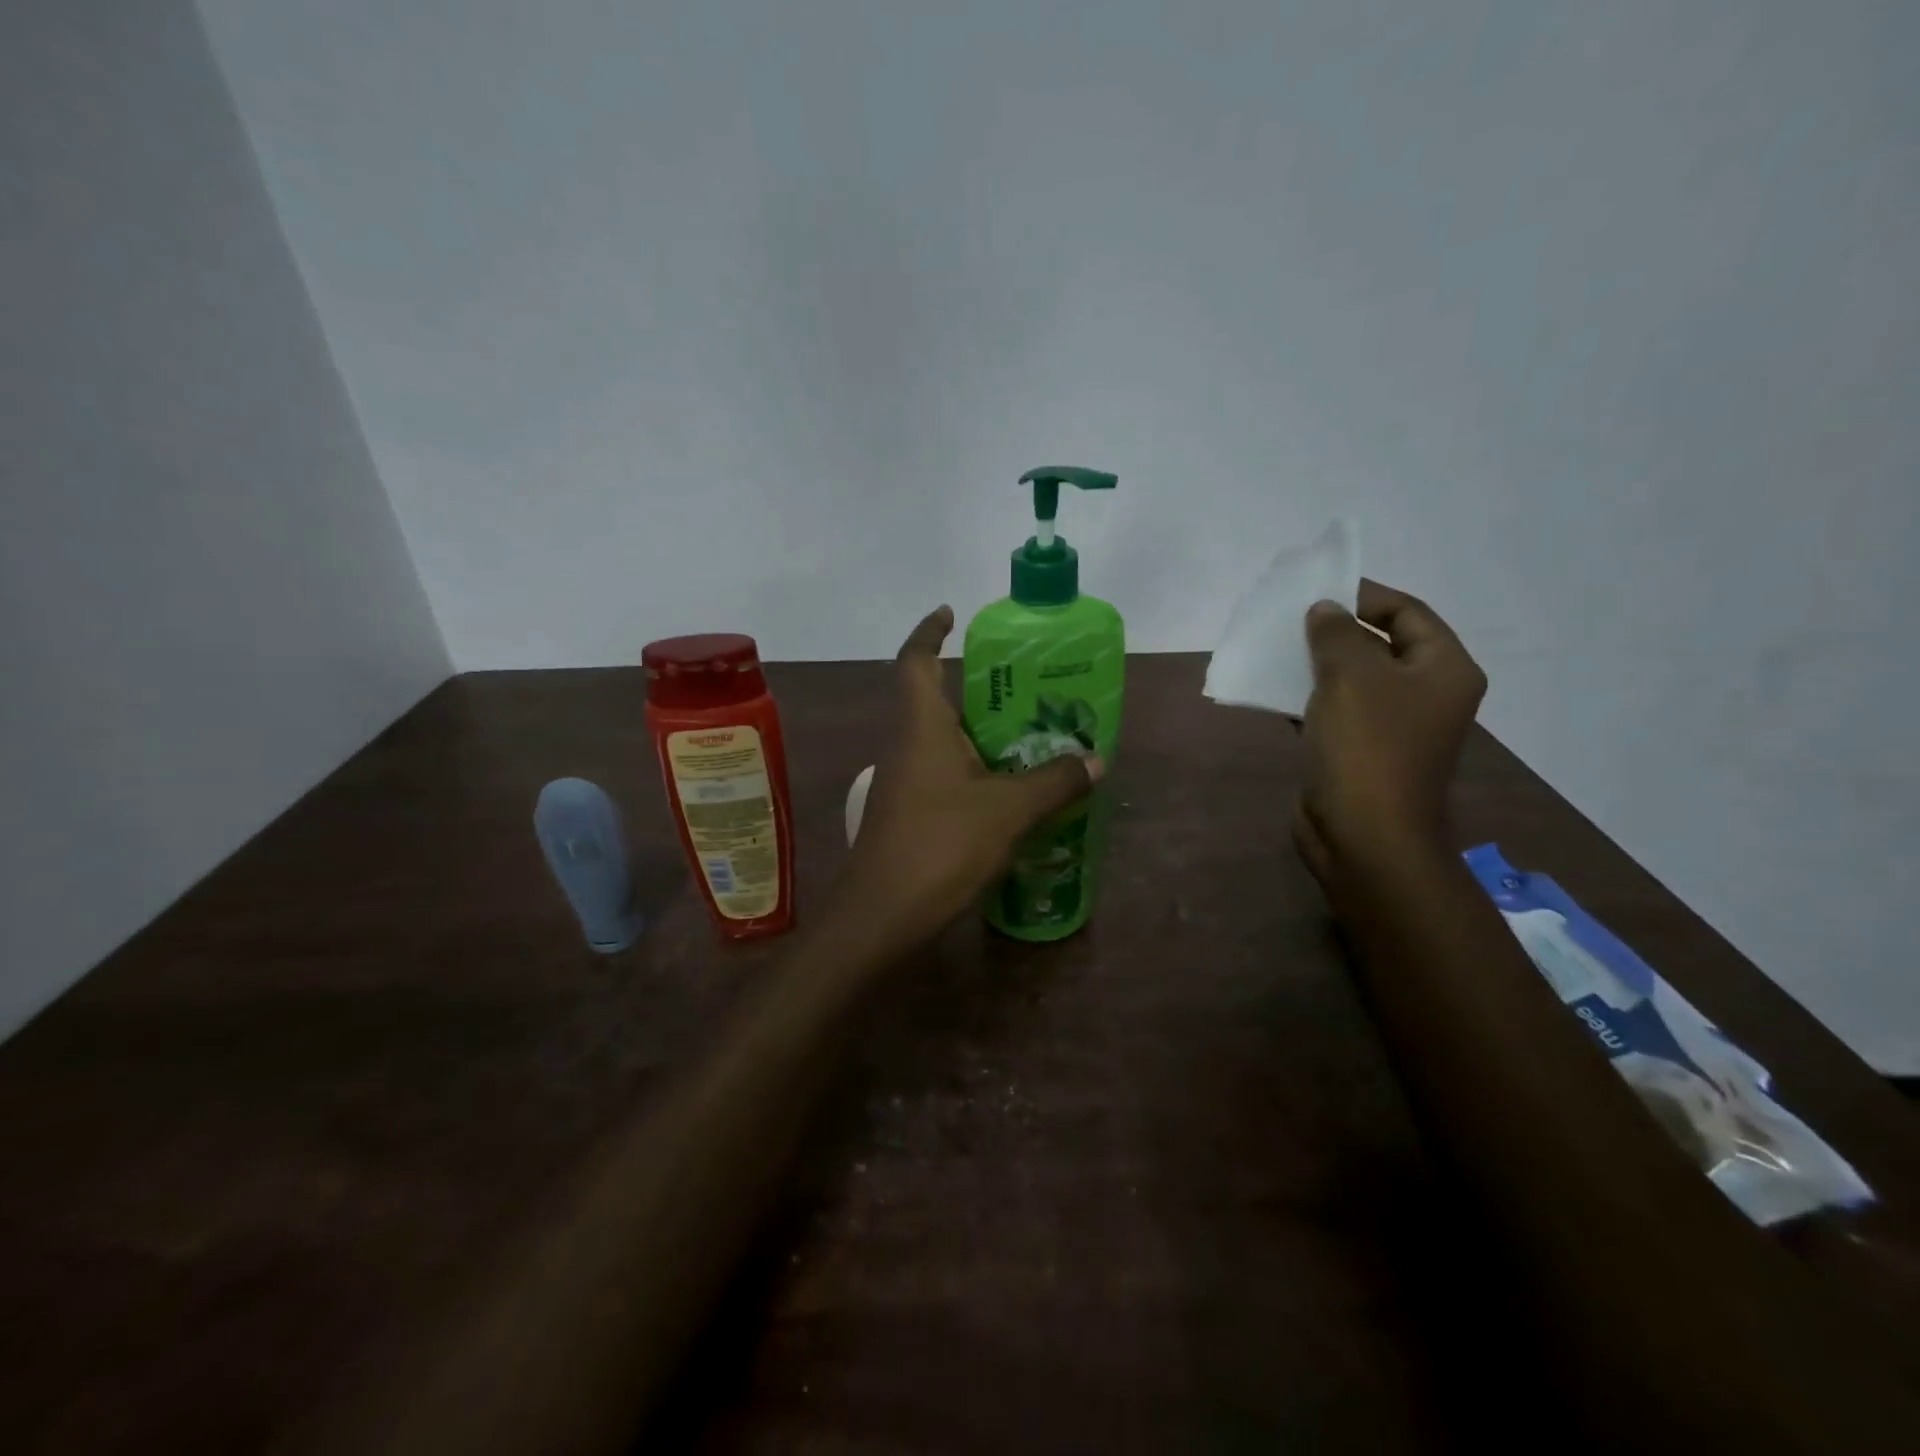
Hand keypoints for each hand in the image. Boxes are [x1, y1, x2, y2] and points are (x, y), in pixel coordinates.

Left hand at [830, 606, 1102, 953]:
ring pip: (943, 742)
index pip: (916, 661)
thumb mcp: (1007, 812)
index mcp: (922, 727)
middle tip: (1026, 687)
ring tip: (1031, 737)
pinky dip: (975, 772)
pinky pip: (945, 776)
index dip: (930, 631)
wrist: (880, 919)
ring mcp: (904, 783)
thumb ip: (1053, 782)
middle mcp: (907, 746)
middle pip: (935, 699)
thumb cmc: (939, 848)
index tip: (951, 613)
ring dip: (979, 734)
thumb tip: (1096, 760)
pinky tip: (1010, 792)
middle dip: (975, 688)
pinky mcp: (909, 815)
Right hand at [1294, 581, 1486, 889]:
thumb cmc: (1367, 747)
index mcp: (1443, 669)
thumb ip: (1335, 633)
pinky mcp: (1361, 753)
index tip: (1318, 591)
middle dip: (1336, 631)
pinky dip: (1308, 699)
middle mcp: (1425, 695)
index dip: (1365, 596)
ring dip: (1317, 665)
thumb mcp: (1350, 675)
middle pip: (1381, 645)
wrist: (1363, 835)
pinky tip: (1275, 692)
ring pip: (1353, 680)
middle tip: (1291, 621)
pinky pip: (1335, 712)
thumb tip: (1324, 610)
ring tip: (1276, 651)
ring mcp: (1393, 727)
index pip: (1408, 612)